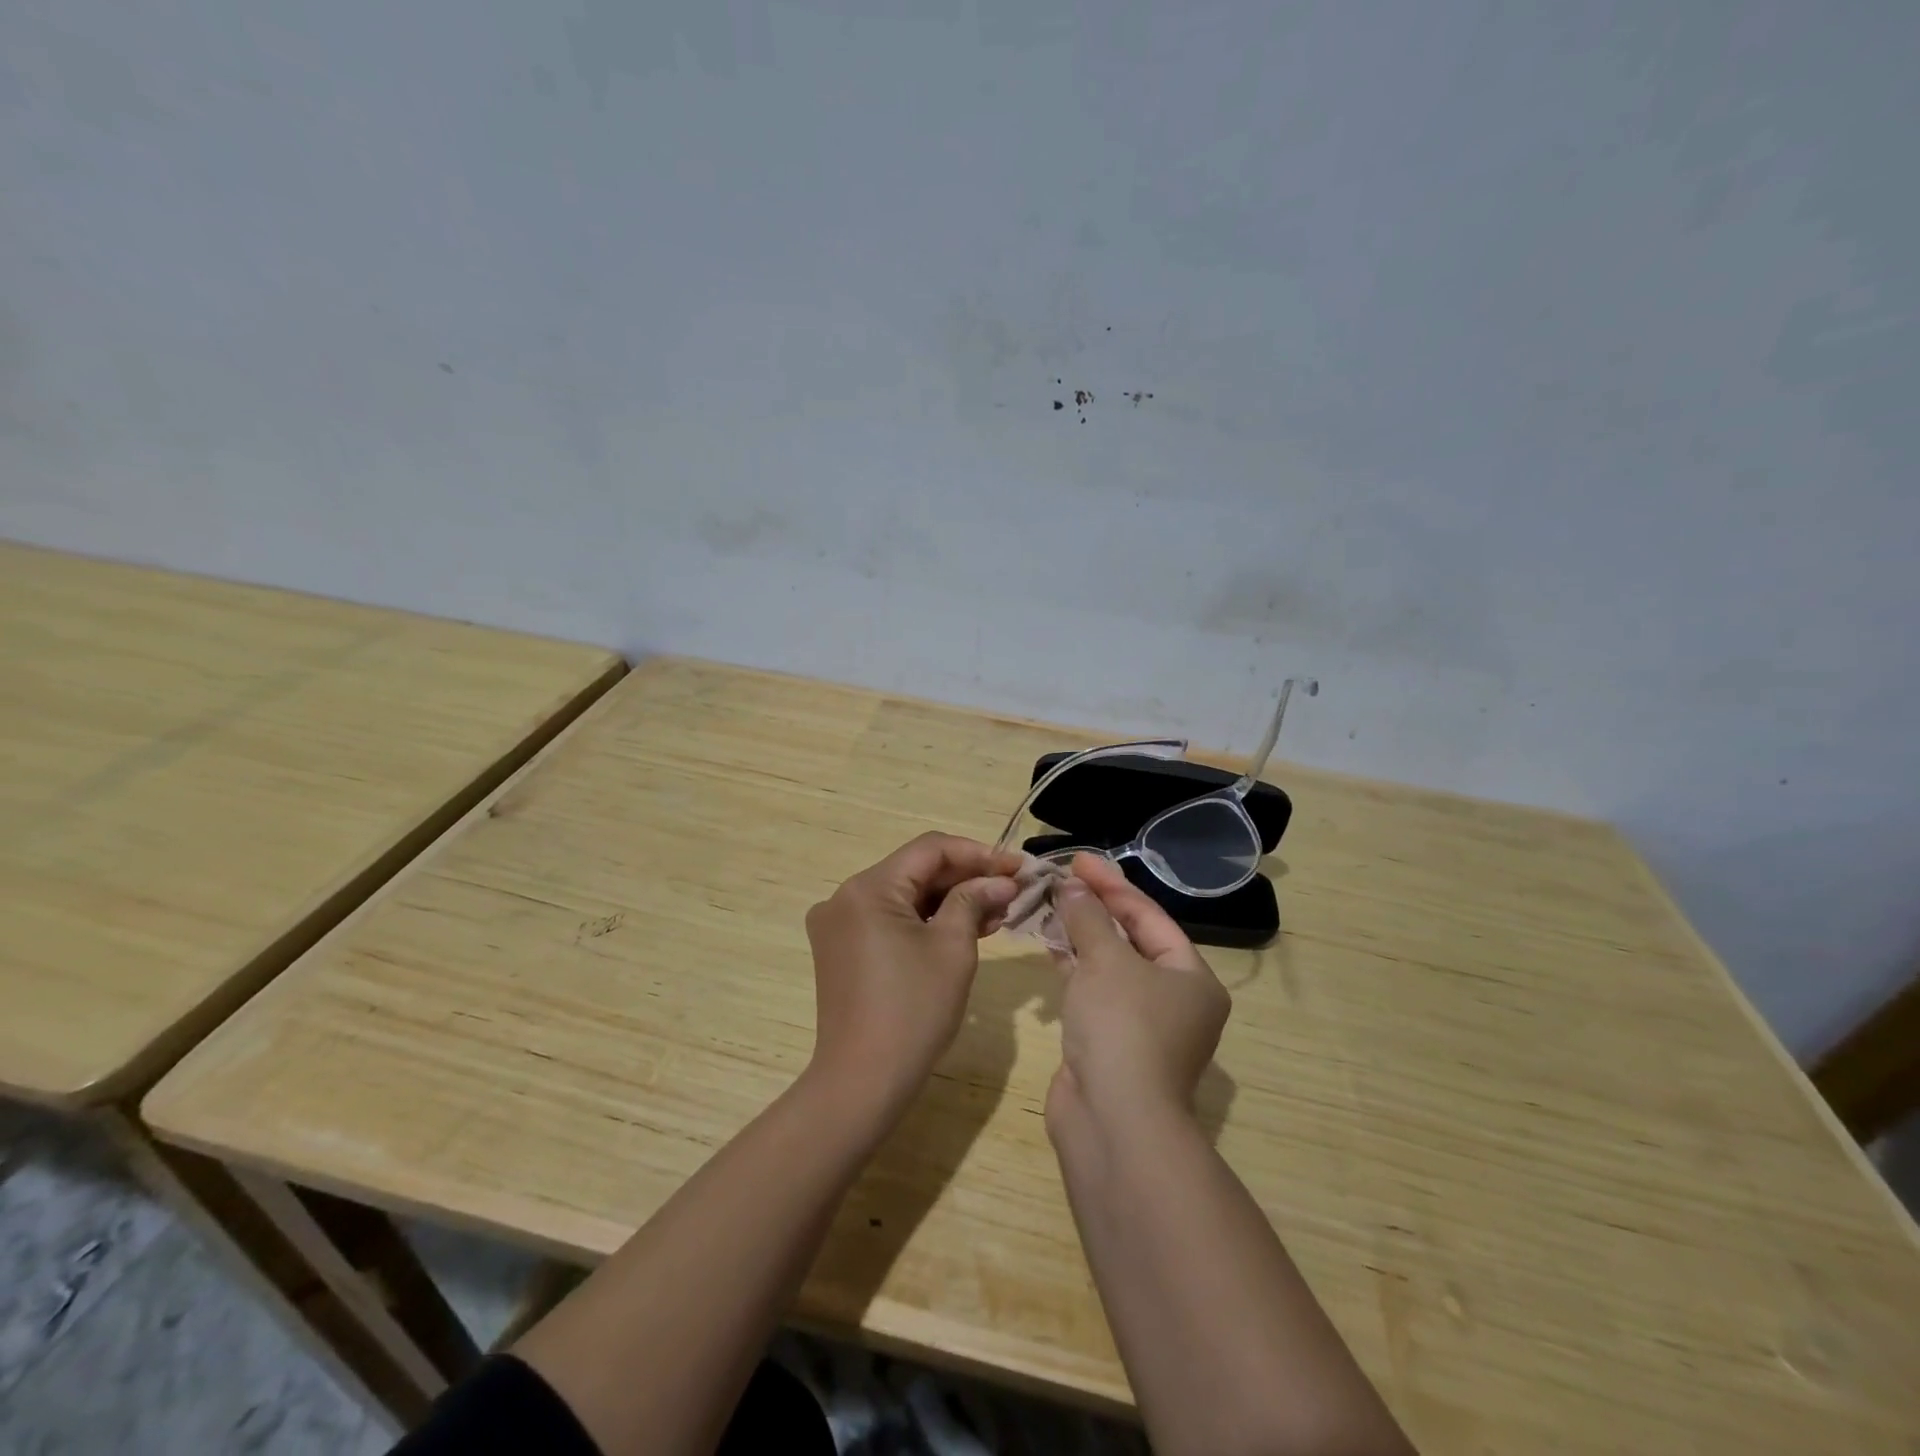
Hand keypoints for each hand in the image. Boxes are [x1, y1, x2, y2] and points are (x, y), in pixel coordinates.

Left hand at [804, 832, 1022, 1113]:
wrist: (863, 1082)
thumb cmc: (913, 1010)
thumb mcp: (953, 948)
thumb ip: (974, 901)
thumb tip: (1001, 879)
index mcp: (867, 888)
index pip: (930, 849)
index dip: (978, 853)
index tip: (1017, 866)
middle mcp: (845, 897)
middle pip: (916, 871)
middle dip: (966, 878)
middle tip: (1013, 890)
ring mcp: (840, 925)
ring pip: (905, 896)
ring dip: (950, 901)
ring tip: (998, 912)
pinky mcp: (843, 950)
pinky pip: (891, 920)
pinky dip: (927, 922)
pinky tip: (965, 929)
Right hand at [1047, 853, 1231, 1133]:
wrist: (1114, 1121)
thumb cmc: (1123, 1027)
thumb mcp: (1106, 961)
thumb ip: (1088, 919)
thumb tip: (1073, 887)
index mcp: (1191, 977)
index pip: (1149, 916)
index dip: (1112, 884)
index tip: (1078, 860)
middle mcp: (1173, 999)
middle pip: (1131, 939)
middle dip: (1096, 908)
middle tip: (1062, 879)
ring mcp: (1141, 1025)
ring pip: (1109, 966)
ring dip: (1080, 936)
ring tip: (1049, 903)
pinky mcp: (1110, 1042)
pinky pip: (1092, 991)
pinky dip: (1072, 967)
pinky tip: (1049, 944)